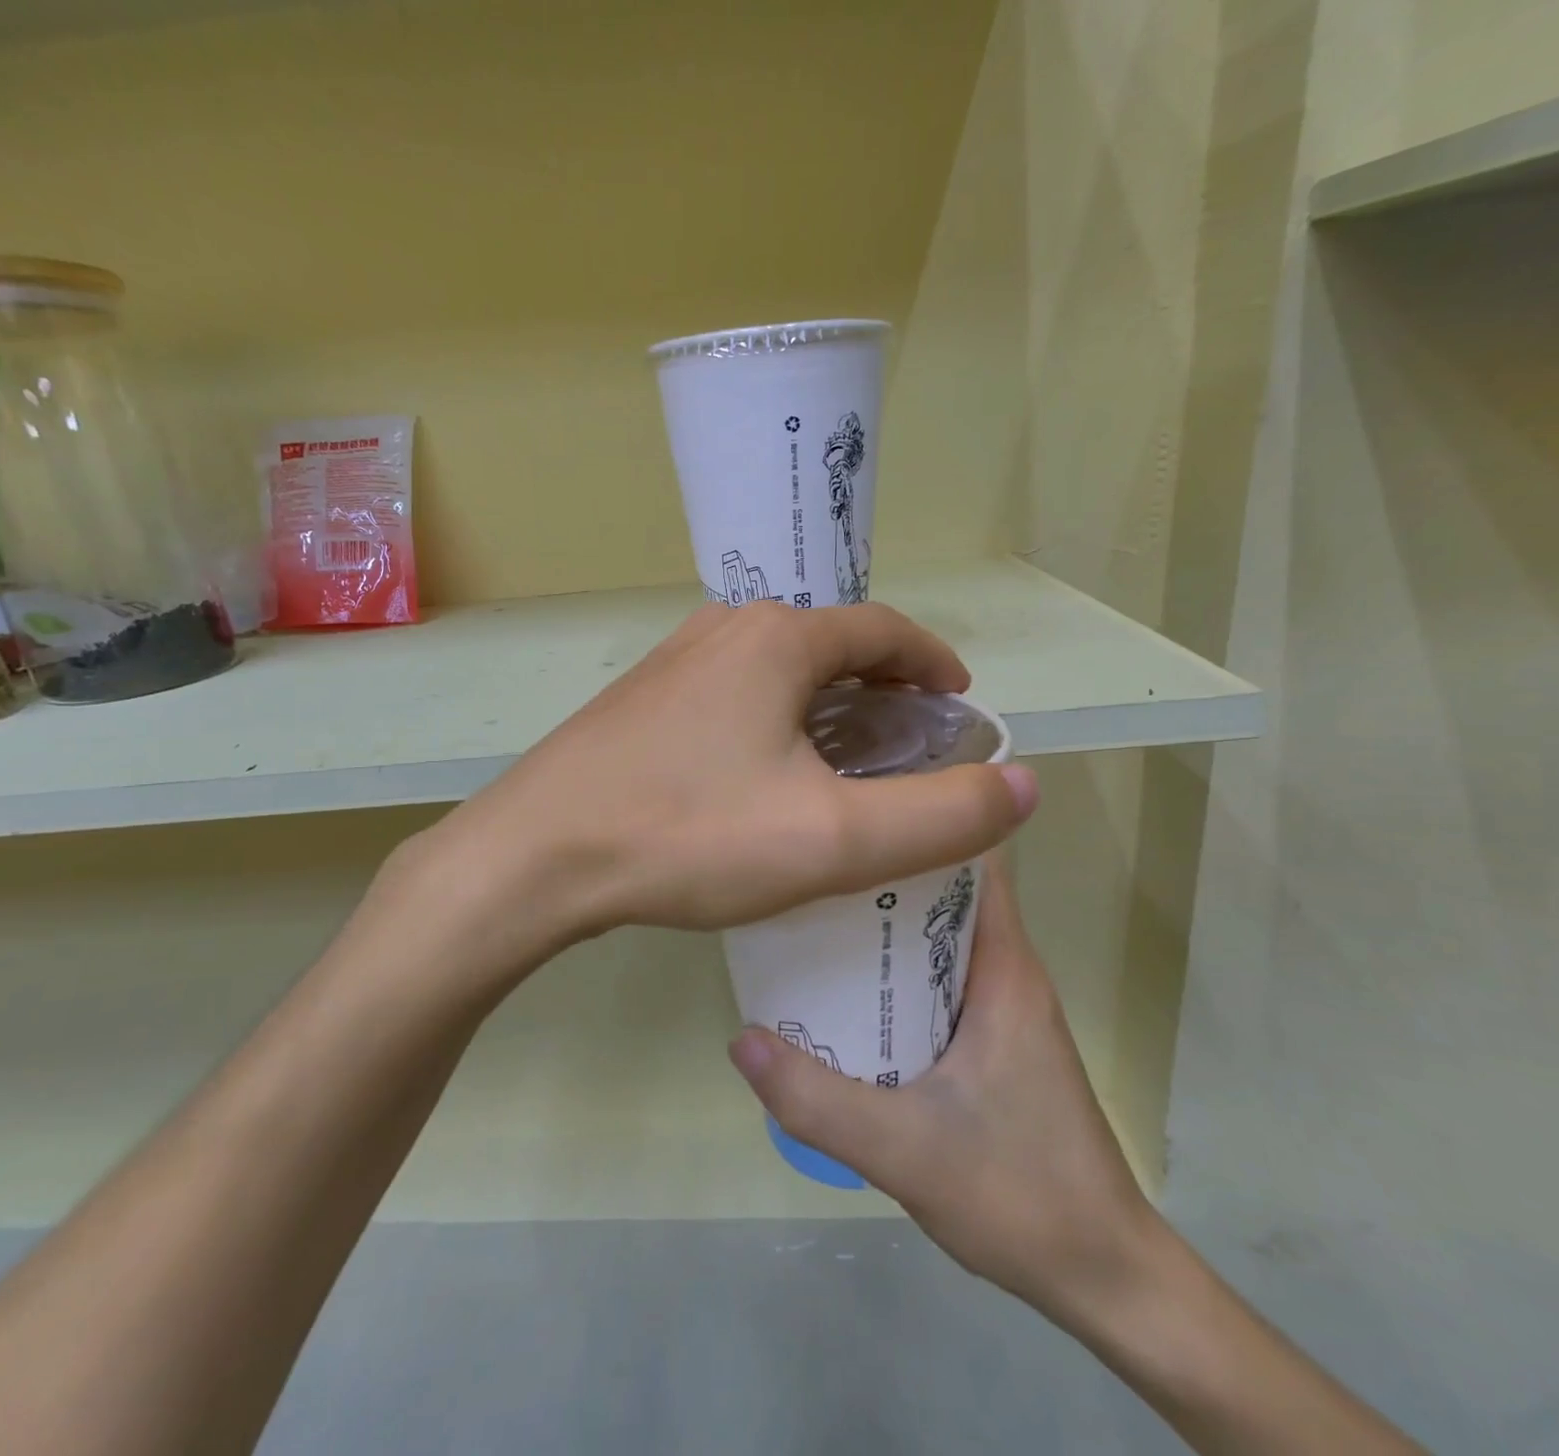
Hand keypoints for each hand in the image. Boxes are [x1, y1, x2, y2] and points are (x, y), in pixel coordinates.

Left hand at [449, 601, 1039, 939]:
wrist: (537, 857)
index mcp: (778, 639)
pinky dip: (775, 721)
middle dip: (882, 688)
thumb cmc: (690, 836)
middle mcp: (725, 629)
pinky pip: (734, 696)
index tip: (959, 705)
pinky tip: (767, 776)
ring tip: (847, 764)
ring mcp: (674, 662)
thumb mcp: (834, 838)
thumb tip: (1022, 784)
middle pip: (831, 645)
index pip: (884, 629)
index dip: (933, 663)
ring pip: (778, 672)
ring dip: (826, 705)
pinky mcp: (642, 701)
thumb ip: (941, 815)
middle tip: (909, 746)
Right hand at [727, 857, 1161, 1332]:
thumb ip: (817, 1099)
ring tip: (807, 915)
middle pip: (941, 892)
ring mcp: (1002, 1007)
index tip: (856, 802)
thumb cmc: (1021, 1194)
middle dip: (878, 872)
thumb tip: (740, 1037)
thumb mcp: (904, 1150)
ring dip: (881, 927)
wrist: (1104, 1278)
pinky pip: (936, 980)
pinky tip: (842, 992)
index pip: (972, 858)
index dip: (920, 819)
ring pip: (936, 939)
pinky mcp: (993, 1040)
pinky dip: (894, 973)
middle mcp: (1006, 971)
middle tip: (805, 863)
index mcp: (1004, 966)